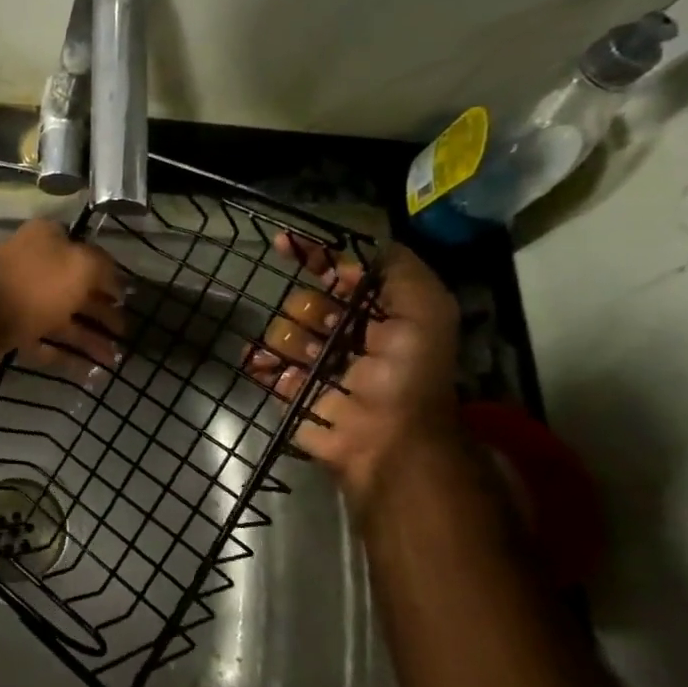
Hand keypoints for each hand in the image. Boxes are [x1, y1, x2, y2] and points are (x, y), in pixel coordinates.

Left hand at [0, 219, 126, 373]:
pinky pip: (44, 338)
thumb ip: (103, 267)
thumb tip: (113, 277)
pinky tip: (90, 371)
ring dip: (89, 337)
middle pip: (74, 288)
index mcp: (45, 238)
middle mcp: (30, 263)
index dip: (107, 273)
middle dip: (101, 312)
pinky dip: (66, 353)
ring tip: (114, 358)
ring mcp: (18, 296)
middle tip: (124, 332)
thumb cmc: (36, 287)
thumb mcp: (81, 265)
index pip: (84, 249)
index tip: (124, 295)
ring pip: (61, 316)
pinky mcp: (9, 326)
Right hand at [247, 237, 460, 501]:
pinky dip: (260, 360)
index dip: (316, 257)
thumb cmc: (409, 374)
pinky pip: (263, 363)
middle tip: (330, 330)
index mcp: (378, 315)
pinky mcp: (290, 390)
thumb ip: (399, 270)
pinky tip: (263, 362)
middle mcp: (344, 335)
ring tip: (312, 361)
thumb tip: (349, 255)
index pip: (340, 274)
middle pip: (305, 300)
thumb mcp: (426, 311)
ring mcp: (314, 364)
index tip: (286, 245)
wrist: (387, 441)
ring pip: (282, 329)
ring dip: (292, 339)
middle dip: (311, 308)